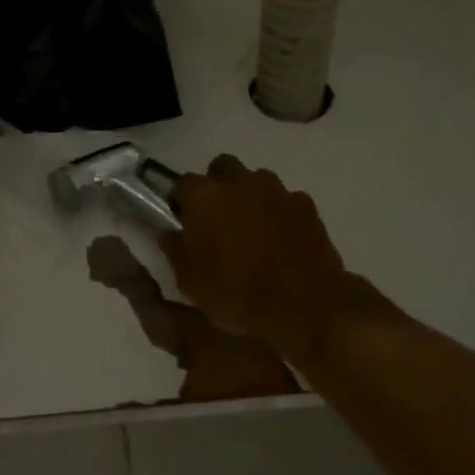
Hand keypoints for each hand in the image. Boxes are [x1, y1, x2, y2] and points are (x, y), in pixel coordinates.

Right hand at [160, 155, 396, 361]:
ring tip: (251, 229)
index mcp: (204, 196)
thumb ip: (174, 250)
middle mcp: (239, 182)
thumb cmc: (237, 294)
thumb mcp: (190, 282)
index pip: (182, 183)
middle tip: (216, 218)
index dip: (180, 201)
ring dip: (249, 196)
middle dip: (216, 185)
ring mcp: (277, 190)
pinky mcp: (306, 205)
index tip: (182, 221)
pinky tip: (280, 239)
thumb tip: (168, 233)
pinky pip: (284, 199)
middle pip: (222, 168)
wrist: (305, 307)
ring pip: (255, 180)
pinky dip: (278, 212)